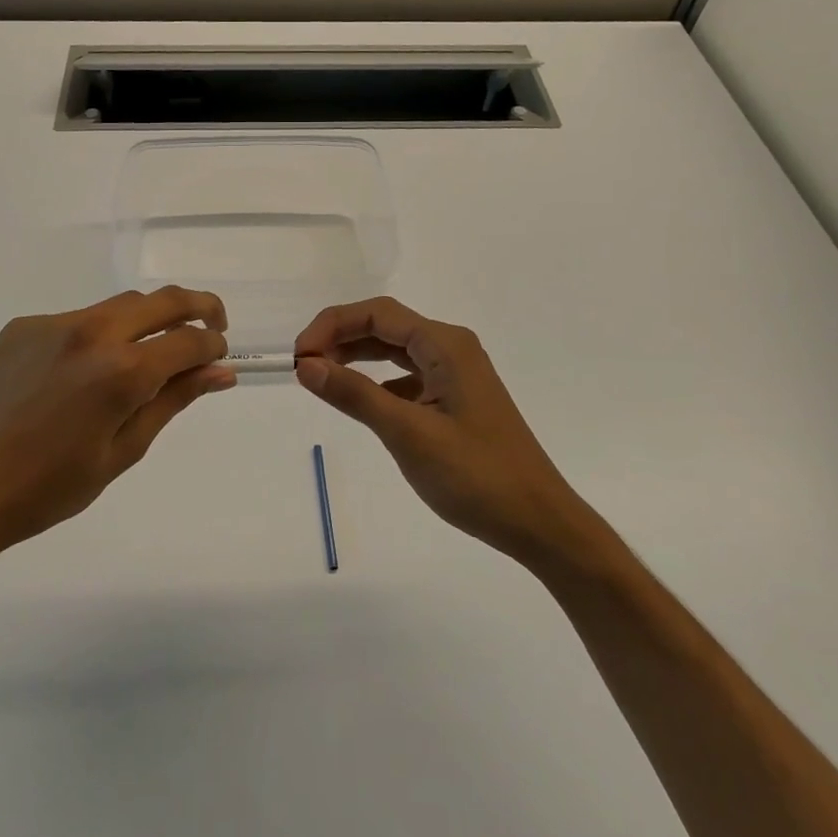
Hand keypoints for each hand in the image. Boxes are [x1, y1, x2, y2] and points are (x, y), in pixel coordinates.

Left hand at [0, 287, 234, 560]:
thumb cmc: (49, 488)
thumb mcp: (123, 451)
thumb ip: (174, 401)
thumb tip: (220, 373)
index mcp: (122, 371)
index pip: (190, 340)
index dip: (213, 346)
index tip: (219, 358)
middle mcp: (92, 332)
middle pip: (162, 300)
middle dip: (198, 308)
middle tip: (211, 329)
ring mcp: (54, 324)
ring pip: (121, 305)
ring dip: (148, 320)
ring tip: (148, 355)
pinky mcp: (25, 325)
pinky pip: (79, 319)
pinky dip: (101, 334)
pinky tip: (85, 373)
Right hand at [294, 297, 587, 563]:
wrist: (538, 522)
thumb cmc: (476, 476)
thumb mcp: (408, 434)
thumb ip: (355, 395)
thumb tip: (306, 365)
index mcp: (445, 345)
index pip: (377, 314)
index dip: (332, 325)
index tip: (299, 357)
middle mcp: (451, 348)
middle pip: (385, 326)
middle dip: (341, 338)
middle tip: (303, 367)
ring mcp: (456, 374)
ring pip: (395, 351)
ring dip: (357, 357)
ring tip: (321, 377)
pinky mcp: (456, 399)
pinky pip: (408, 376)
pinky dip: (378, 381)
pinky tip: (361, 401)